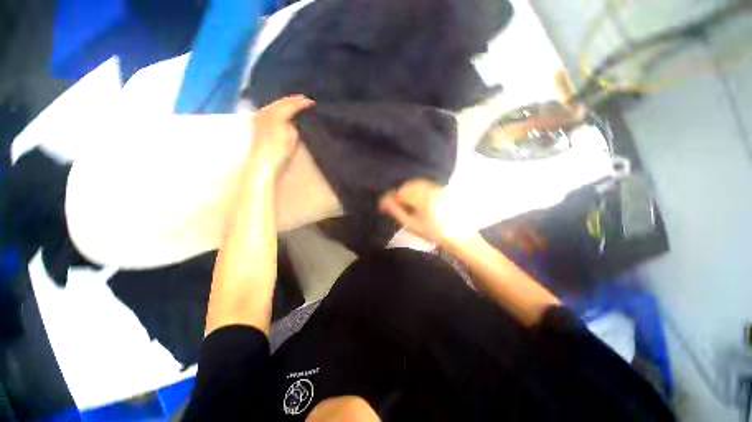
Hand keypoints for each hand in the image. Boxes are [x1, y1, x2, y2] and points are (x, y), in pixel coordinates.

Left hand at [249, 95, 314, 176]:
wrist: (262, 162)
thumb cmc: (280, 151)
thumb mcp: (292, 137)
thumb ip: (294, 124)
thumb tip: (295, 118)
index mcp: (277, 114)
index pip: (292, 105)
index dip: (303, 103)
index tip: (312, 103)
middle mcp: (267, 111)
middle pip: (282, 101)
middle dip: (294, 100)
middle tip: (306, 100)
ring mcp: (260, 115)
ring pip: (275, 104)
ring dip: (286, 103)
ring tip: (296, 103)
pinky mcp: (257, 121)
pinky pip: (270, 109)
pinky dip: (278, 107)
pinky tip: (283, 110)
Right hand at [379, 179, 476, 248]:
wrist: (460, 237)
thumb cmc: (435, 234)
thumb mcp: (413, 226)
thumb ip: (397, 212)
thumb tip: (384, 202)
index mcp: (422, 198)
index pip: (400, 192)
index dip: (390, 198)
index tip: (383, 207)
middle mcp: (430, 189)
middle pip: (408, 186)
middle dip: (399, 194)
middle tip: (394, 207)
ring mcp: (438, 188)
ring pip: (417, 184)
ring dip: (407, 192)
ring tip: (405, 205)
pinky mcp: (443, 190)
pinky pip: (426, 185)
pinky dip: (417, 190)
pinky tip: (417, 201)